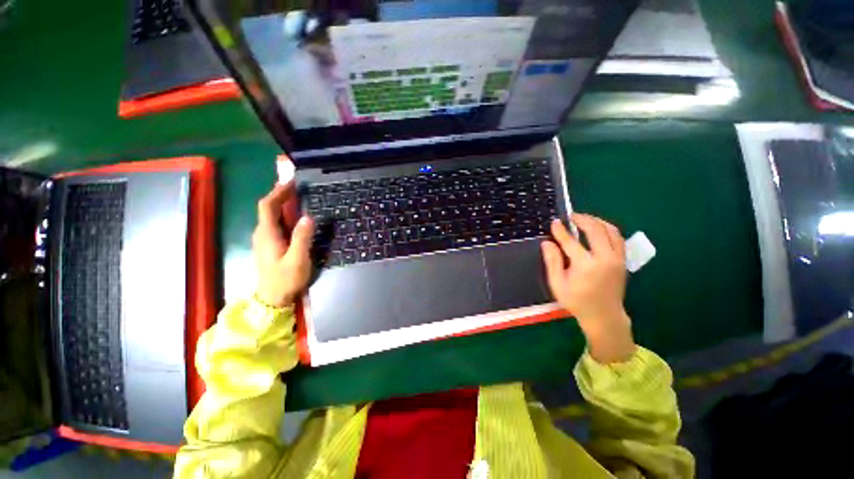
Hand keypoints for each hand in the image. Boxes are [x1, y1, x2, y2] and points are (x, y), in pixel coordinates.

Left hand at [253, 182, 313, 306]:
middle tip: (297, 186)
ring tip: (297, 196)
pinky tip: (293, 215)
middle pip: (268, 208)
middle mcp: (262, 233)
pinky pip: (274, 223)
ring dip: (282, 203)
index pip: (268, 206)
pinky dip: (283, 213)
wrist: (272, 298)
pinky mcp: (269, 244)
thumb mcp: (297, 260)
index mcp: (267, 234)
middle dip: (280, 194)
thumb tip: (308, 217)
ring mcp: (264, 239)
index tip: (291, 181)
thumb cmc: (286, 279)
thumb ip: (302, 238)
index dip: (278, 192)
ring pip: (270, 215)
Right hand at [541, 214, 635, 363]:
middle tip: (571, 216)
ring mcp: (617, 259)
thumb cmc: (577, 301)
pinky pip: (617, 238)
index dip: (561, 230)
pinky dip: (607, 229)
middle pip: (595, 230)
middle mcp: (604, 259)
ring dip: (597, 221)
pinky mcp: (622, 261)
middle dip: (582, 219)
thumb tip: (547, 242)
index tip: (555, 222)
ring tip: (584, 219)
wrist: (604, 316)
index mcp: (585, 266)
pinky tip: (598, 229)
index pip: (571, 241)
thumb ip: (552, 261)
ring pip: (610, 231)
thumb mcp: (557, 284)